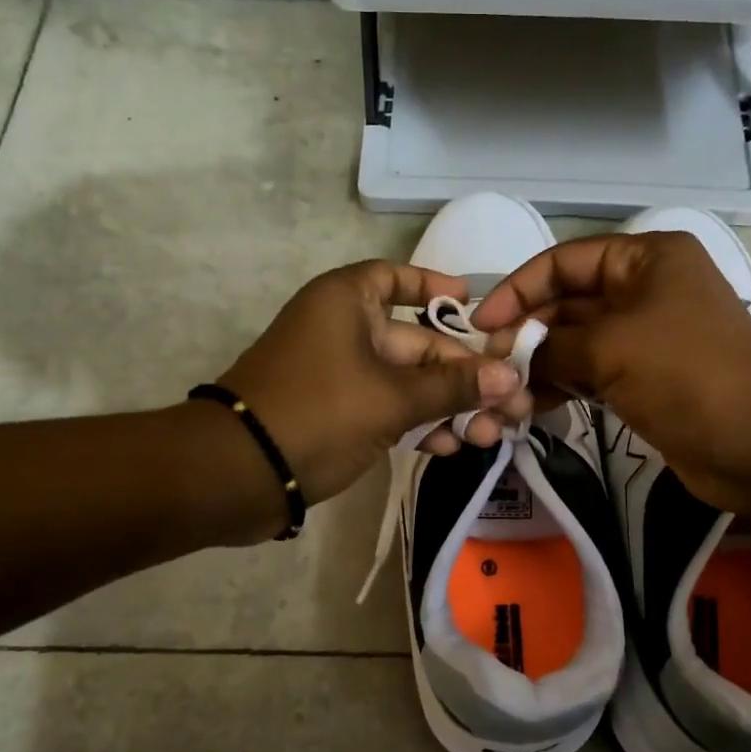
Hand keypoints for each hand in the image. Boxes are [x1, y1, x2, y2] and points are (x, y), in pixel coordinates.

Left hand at [219, 260, 532, 507]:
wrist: (239, 473)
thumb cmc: (317, 413)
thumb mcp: (392, 398)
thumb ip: (453, 386)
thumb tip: (510, 376)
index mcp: (348, 302)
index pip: (397, 278)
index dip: (437, 287)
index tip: (475, 303)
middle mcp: (345, 329)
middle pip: (418, 342)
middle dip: (466, 375)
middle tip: (512, 402)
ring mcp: (341, 373)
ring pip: (408, 381)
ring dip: (449, 405)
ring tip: (489, 433)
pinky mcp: (339, 412)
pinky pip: (389, 407)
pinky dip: (418, 422)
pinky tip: (451, 446)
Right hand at [473, 232, 750, 514]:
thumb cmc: (687, 375)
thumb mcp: (610, 347)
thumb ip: (550, 346)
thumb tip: (512, 356)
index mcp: (644, 259)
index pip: (564, 261)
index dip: (517, 289)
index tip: (481, 325)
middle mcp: (644, 289)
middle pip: (567, 303)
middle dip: (527, 334)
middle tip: (489, 368)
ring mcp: (645, 337)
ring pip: (575, 343)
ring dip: (539, 365)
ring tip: (505, 395)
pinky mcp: (644, 380)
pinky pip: (590, 374)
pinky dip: (561, 387)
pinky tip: (530, 408)